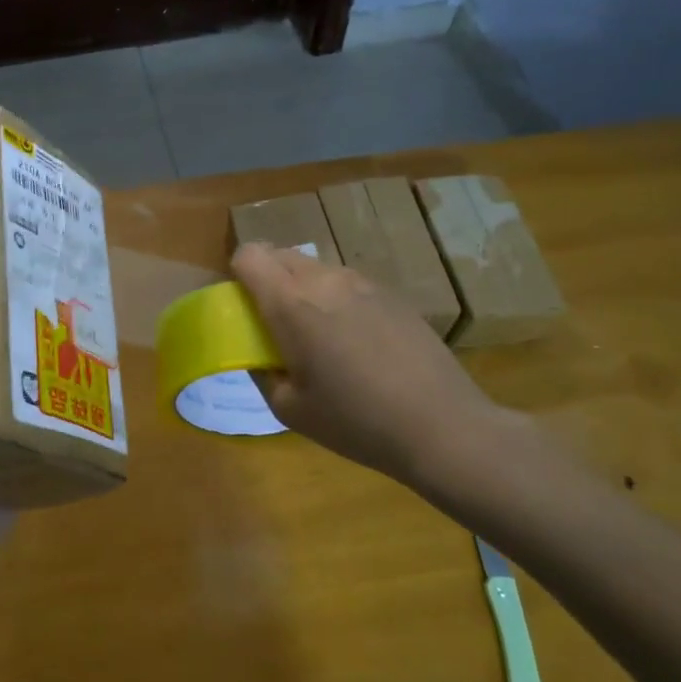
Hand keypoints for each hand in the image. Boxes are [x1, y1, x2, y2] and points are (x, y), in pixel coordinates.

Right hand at [230, 243, 517, 500]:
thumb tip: (257, 352)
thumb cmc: (355, 422)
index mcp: (290, 303)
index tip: (245, 307)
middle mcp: (324, 280)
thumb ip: (261, 371)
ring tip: (322, 335)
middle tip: (277, 324)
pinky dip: (337, 299)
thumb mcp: (290, 409)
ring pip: (316, 267)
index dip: (239, 275)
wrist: (441, 426)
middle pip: (280, 254)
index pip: (249, 255)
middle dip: (269, 279)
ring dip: (304, 288)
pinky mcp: (392, 293)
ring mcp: (362, 282)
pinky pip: (348, 283)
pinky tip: (359, 342)